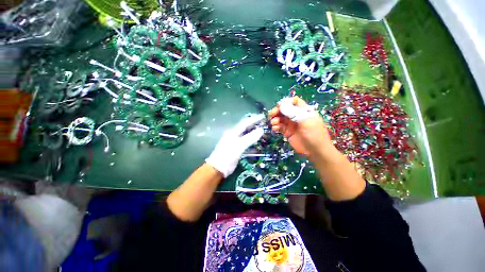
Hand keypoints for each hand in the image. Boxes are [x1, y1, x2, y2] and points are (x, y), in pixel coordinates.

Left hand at [206, 114, 264, 177]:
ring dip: (254, 132)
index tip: (263, 117)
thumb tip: (261, 130)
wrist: (218, 168)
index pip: (245, 122)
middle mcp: (234, 135)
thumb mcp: (239, 146)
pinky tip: (257, 143)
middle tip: (264, 123)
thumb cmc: (227, 155)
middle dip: (255, 125)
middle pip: (246, 127)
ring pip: (246, 135)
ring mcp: (235, 142)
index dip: (254, 119)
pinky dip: (252, 141)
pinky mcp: (237, 148)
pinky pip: (246, 142)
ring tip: (263, 131)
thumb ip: (250, 138)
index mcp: (233, 132)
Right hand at [269, 97, 332, 158]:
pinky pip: (279, 127)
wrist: (315, 151)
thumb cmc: (314, 134)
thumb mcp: (306, 122)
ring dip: (275, 119)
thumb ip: (294, 113)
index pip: (295, 101)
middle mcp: (296, 116)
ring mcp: (291, 125)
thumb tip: (281, 105)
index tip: (280, 106)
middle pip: (285, 110)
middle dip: (278, 111)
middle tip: (272, 114)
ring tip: (274, 123)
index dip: (287, 102)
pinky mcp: (287, 132)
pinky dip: (276, 127)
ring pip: (281, 118)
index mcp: (304, 111)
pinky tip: (275, 129)